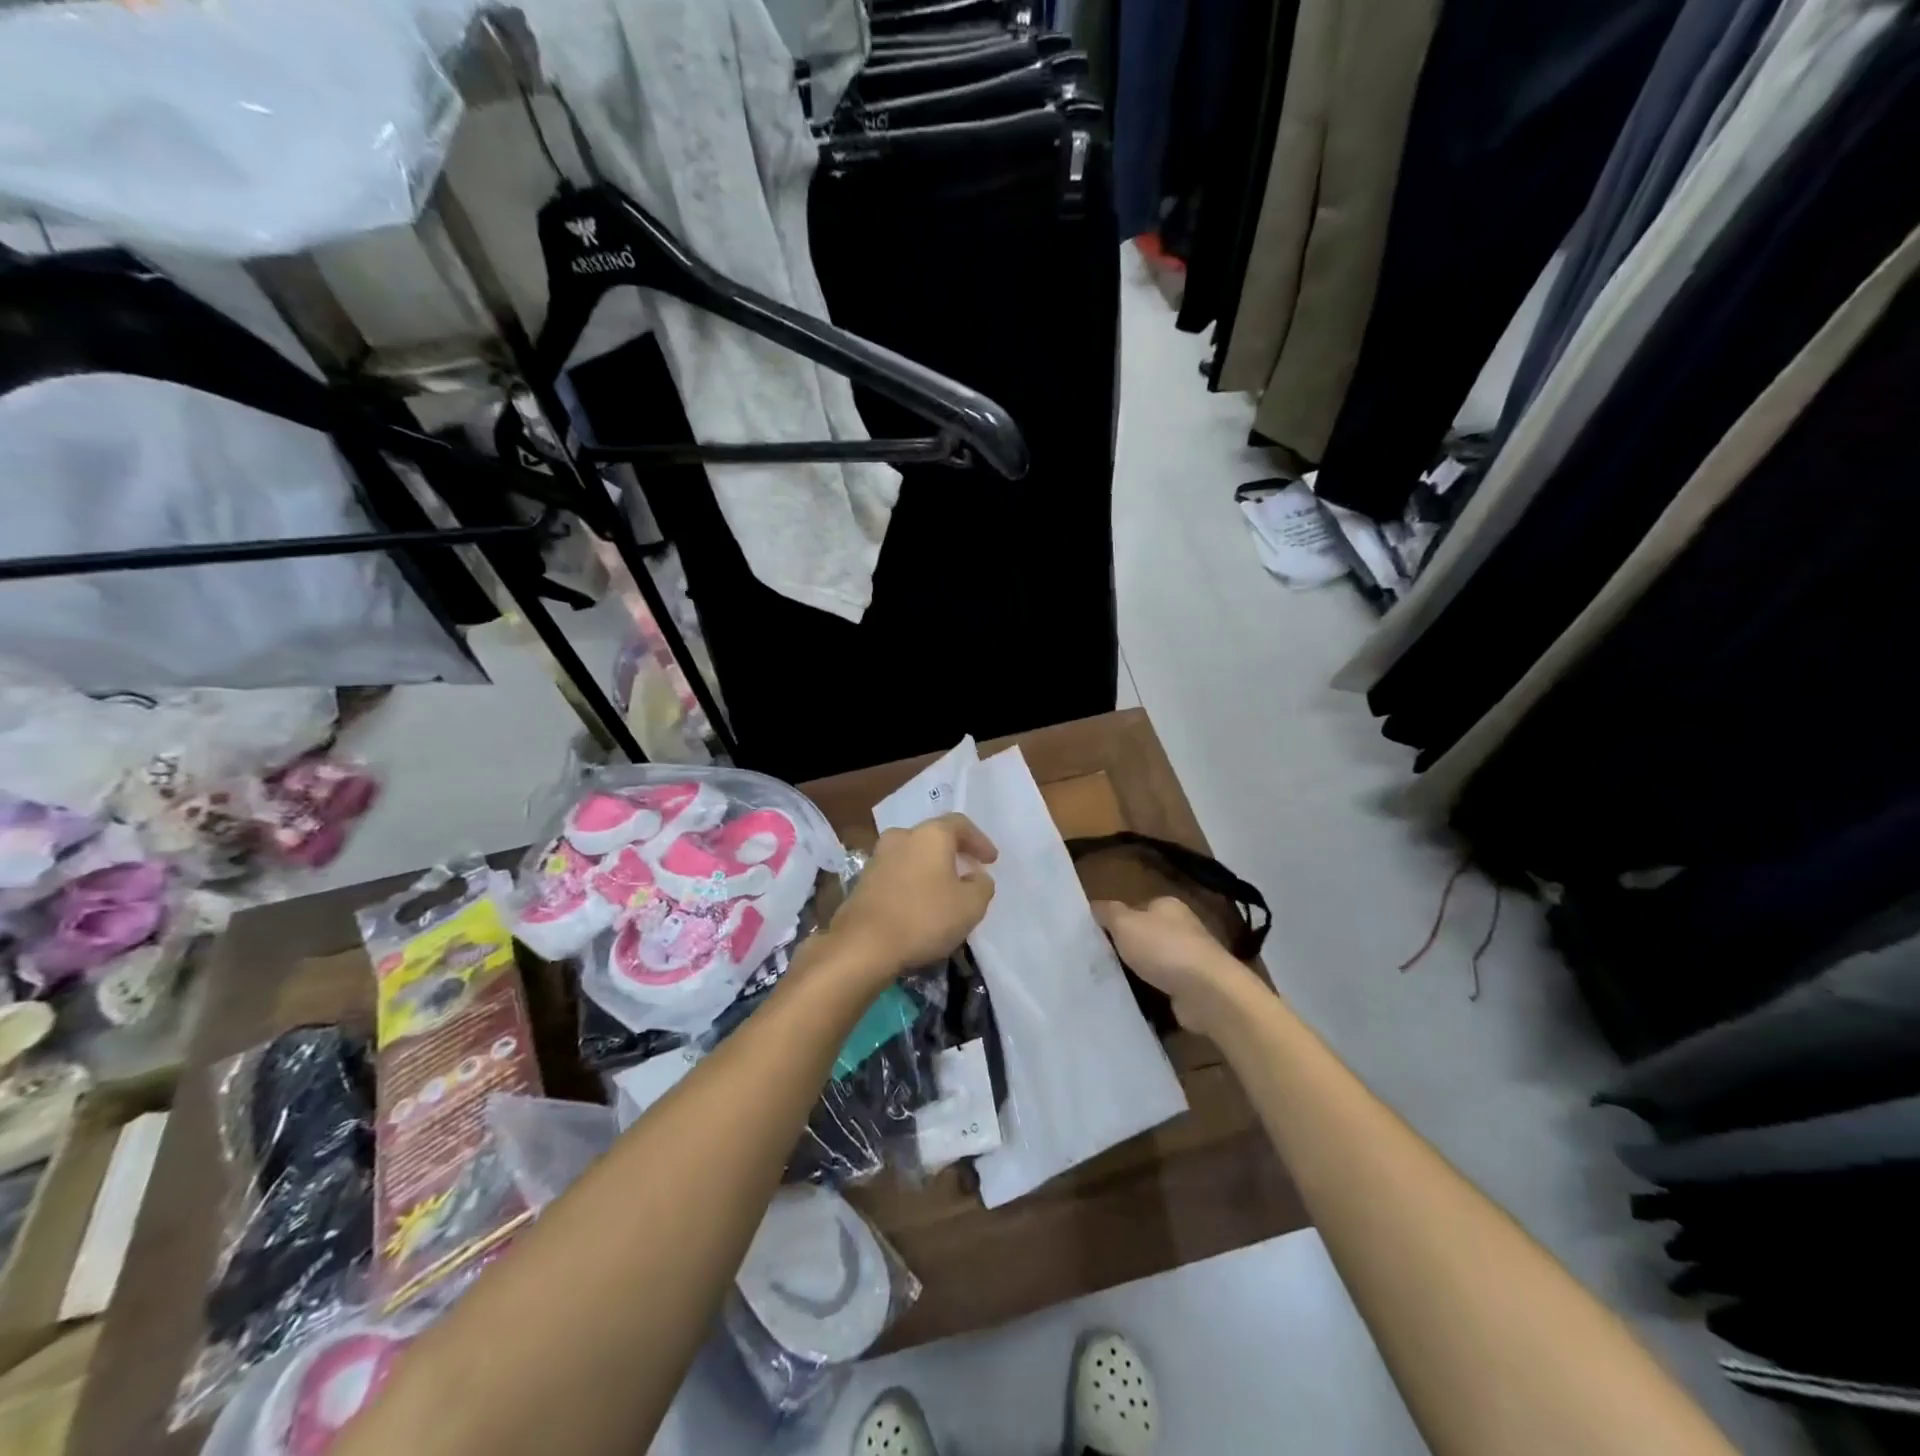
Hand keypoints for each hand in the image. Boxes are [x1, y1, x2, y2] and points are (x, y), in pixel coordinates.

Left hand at [827, 814, 997, 980]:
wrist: (863, 944)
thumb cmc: (924, 917)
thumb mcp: (971, 906)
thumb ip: (982, 886)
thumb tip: (977, 877)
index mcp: (930, 834)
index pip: (960, 824)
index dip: (979, 841)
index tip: (991, 860)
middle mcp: (902, 837)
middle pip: (933, 837)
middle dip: (953, 853)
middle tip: (969, 870)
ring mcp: (878, 857)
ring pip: (913, 855)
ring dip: (931, 868)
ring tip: (945, 890)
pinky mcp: (863, 881)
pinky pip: (897, 874)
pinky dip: (913, 882)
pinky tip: (920, 903)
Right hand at [1092, 897, 1270, 1036]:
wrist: (1208, 992)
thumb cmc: (1163, 949)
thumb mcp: (1125, 923)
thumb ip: (1108, 912)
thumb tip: (1095, 906)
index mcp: (1168, 906)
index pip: (1136, 908)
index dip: (1117, 921)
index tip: (1098, 938)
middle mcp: (1182, 927)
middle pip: (1146, 935)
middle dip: (1128, 948)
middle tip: (1103, 961)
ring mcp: (1191, 958)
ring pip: (1156, 961)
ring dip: (1140, 971)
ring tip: (1116, 982)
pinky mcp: (1195, 986)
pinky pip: (1165, 985)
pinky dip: (1153, 991)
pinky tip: (1139, 998)